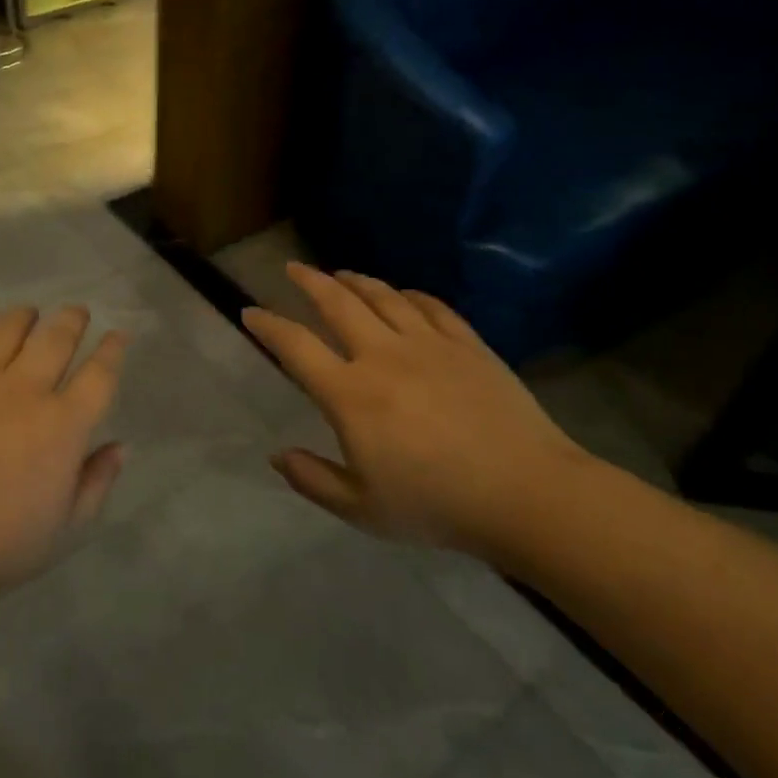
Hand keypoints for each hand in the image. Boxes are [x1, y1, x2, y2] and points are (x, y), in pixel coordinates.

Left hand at [0, 306, 128, 612]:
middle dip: (72, 319)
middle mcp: (22, 390)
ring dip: (26, 316)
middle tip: (76, 312)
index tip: (117, 335)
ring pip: (8, 329)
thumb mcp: (63, 531)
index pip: (99, 375)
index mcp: (61, 426)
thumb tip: (121, 446)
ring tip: (30, 314)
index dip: (112, 350)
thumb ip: (96, 483)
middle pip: (56, 338)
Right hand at [243, 264, 595, 557]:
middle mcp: (383, 356)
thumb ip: (313, 480)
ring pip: (384, 297)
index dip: (268, 326)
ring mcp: (430, 345)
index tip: (250, 312)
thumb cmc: (436, 506)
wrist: (527, 495)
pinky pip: (432, 307)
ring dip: (356, 281)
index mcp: (350, 394)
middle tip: (293, 268)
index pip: (296, 347)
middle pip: (338, 304)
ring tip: (341, 274)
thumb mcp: (362, 509)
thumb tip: (277, 456)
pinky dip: (410, 295)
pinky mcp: (469, 346)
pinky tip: (404, 295)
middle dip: (309, 281)